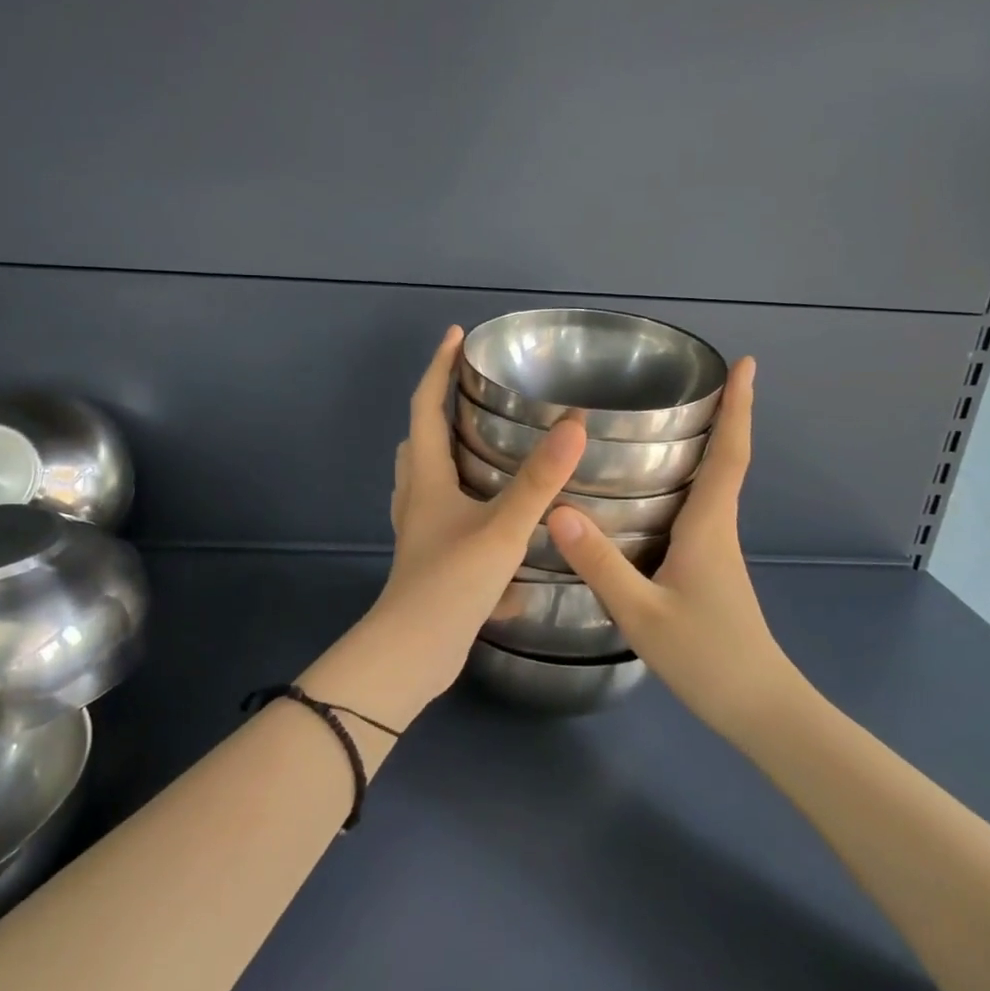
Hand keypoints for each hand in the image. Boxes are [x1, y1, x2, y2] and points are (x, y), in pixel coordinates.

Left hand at [343, 327, 586, 711]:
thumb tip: (574, 426)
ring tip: (484, 446)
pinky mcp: (430, 560)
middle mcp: (417, 499)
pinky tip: (497, 520)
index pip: (425, 407)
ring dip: (448, 456)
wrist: (414, 654)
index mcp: (426, 479)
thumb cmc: (451, 584)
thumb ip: (539, 481)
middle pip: (419, 442)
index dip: (437, 368)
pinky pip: (444, 517)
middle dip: (438, 410)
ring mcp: (420, 532)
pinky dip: (465, 505)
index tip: (455, 336)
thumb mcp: (502, 529)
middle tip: (472, 393)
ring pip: (428, 480)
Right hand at [547, 357, 811, 738]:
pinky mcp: (710, 571)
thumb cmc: (707, 657)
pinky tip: (652, 495)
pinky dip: (686, 485)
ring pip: (712, 488)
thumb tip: (558, 510)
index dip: (739, 408)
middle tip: (697, 380)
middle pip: (726, 462)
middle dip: (722, 416)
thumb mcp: (643, 613)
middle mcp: (718, 530)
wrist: (758, 708)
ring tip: (666, 424)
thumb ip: (601, 564)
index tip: (746, 364)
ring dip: (705, 448)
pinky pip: (698, 512)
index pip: (730, 455)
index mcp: (709, 528)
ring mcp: (717, 552)